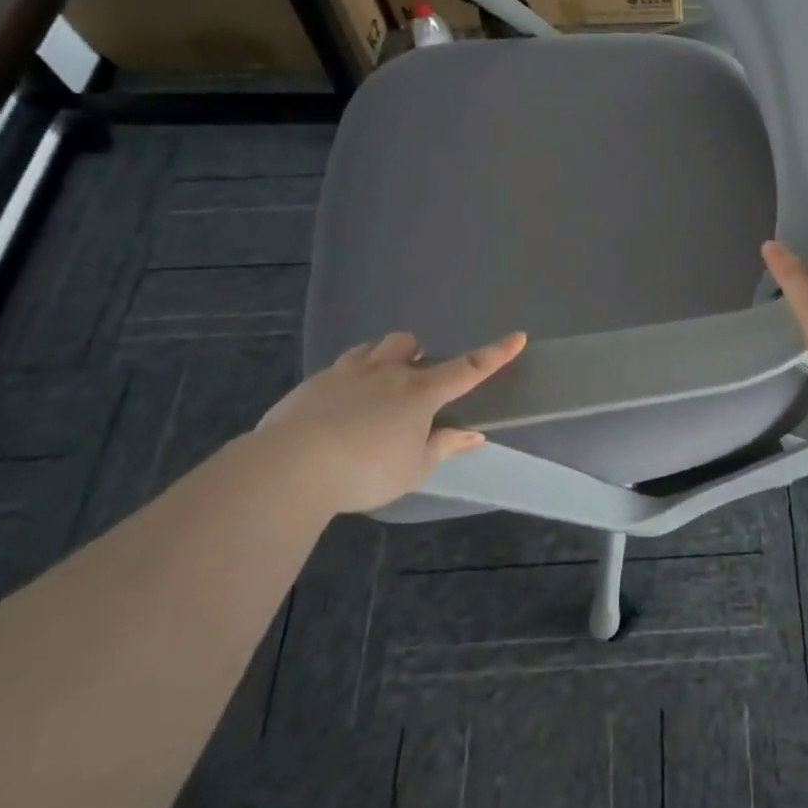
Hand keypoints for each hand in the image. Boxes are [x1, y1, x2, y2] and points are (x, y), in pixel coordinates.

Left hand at [255, 331, 526, 513]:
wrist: (290, 467)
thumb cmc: (366, 470)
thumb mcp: (414, 468)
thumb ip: (443, 446)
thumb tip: (472, 434)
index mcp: (420, 392)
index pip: (468, 368)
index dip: (495, 354)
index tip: (517, 336)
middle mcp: (387, 373)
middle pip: (408, 344)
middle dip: (417, 354)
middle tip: (414, 382)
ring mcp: (346, 374)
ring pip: (372, 349)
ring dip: (382, 359)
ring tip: (377, 387)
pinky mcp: (312, 384)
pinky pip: (339, 369)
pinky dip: (348, 380)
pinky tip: (337, 409)